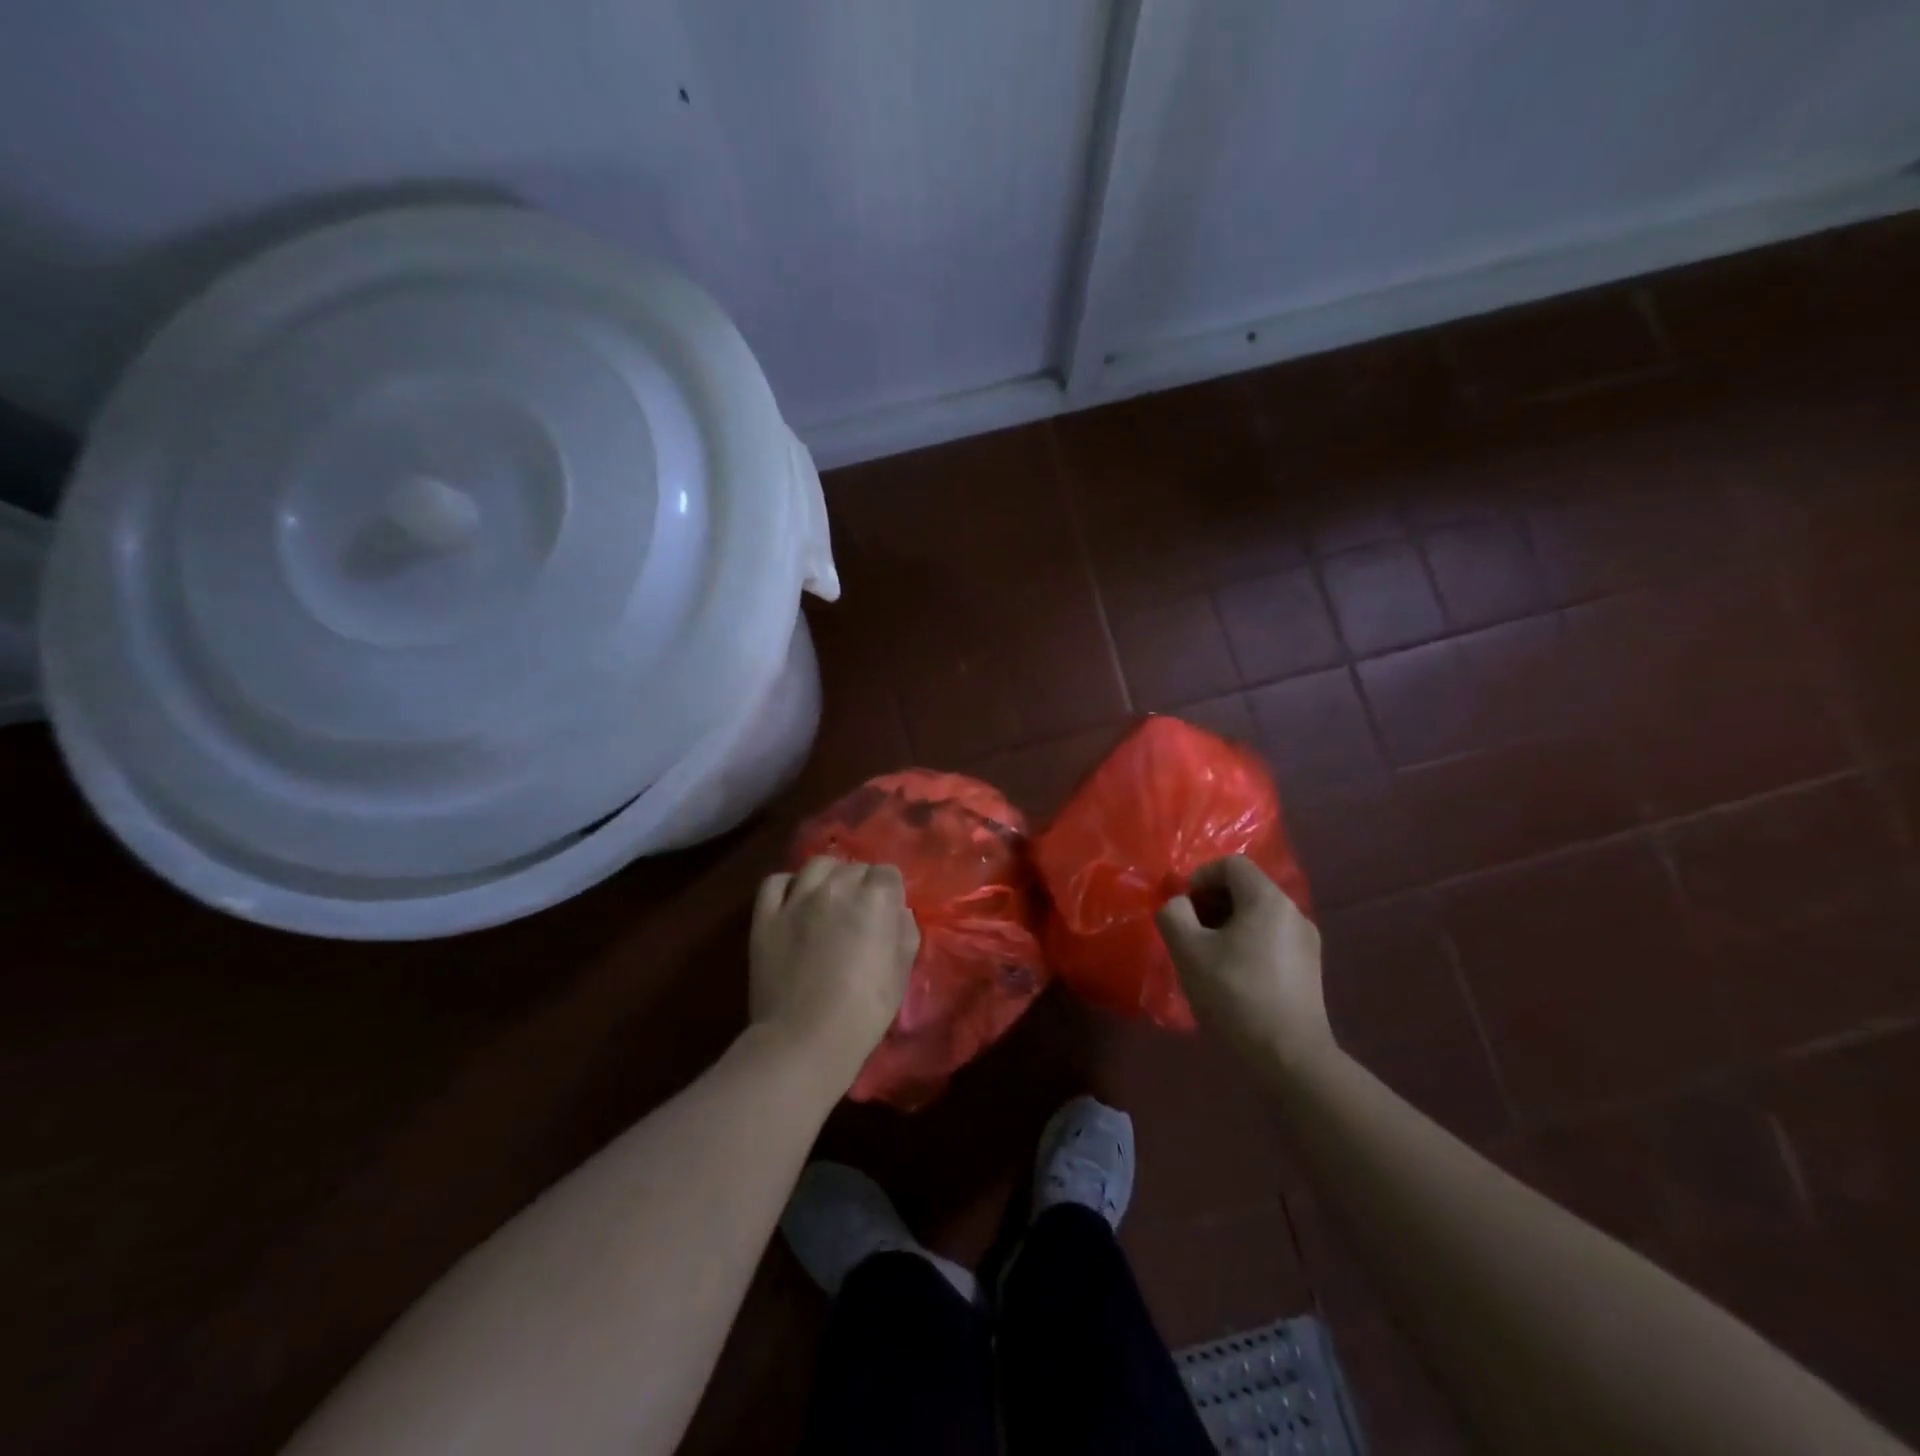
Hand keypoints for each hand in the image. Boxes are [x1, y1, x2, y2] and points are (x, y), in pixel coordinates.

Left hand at [750, 857, 919, 1085]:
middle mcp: (837, 887)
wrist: (805, 1038)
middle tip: (858, 914)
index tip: (886, 914)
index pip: (887, 873)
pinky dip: (788, 886)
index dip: (889, 892)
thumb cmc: (864, 1010)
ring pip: (817, 865)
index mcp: (876, 899)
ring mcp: (797, 898)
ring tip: (827, 900)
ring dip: (828, 877)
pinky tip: (794, 902)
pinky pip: (776, 882)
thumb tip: (896, 912)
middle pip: (853, 868)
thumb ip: (904, 931)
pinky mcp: (766, 914)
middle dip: (860, 885)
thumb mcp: (901, 971)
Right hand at [1157, 855, 1331, 1072]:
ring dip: (1227, 926)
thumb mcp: (1188, 951)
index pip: (1230, 864)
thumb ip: (1173, 914)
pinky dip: (1247, 944)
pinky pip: (1271, 939)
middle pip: (1245, 889)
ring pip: (1258, 916)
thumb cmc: (1235, 995)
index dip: (1200, 877)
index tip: (1183, 908)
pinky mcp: (1309, 970)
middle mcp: (1293, 912)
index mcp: (1267, 900)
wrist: (1290, 1057)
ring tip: (1207, 958)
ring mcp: (1306, 942)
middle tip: (1189, 932)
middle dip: (1211, 903)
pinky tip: (1232, 978)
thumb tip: (1178, 904)